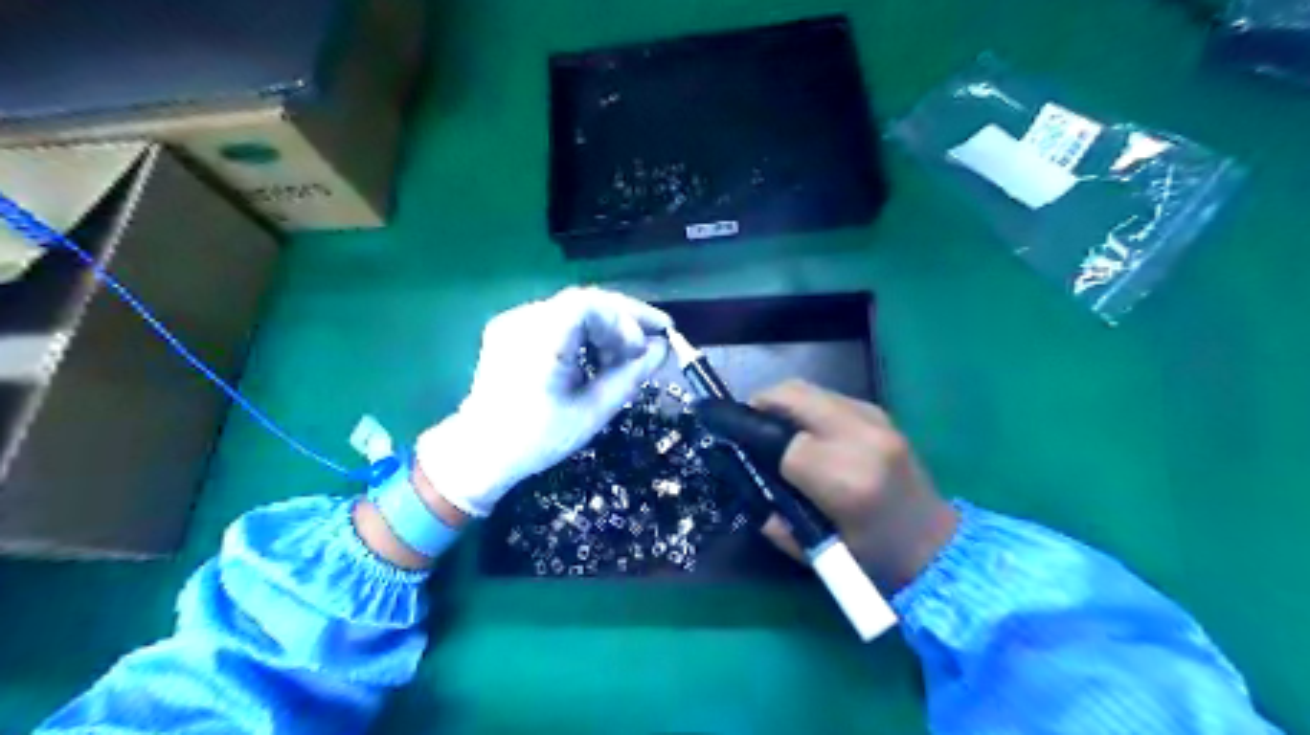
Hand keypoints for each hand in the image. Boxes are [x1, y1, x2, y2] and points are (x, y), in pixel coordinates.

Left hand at [416, 287, 670, 514]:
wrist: (480, 452)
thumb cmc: (537, 439)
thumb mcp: (592, 411)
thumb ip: (630, 376)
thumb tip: (661, 350)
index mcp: (540, 340)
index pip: (590, 305)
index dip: (628, 318)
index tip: (654, 340)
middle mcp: (523, 320)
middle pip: (584, 301)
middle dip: (624, 318)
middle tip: (655, 337)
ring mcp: (514, 322)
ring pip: (573, 308)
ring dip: (607, 324)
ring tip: (629, 352)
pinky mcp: (512, 329)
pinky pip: (558, 319)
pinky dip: (586, 330)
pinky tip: (600, 352)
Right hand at [721, 383, 960, 594]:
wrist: (937, 547)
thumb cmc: (876, 560)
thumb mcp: (817, 550)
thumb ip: (775, 517)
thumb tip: (747, 481)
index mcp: (846, 480)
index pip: (784, 444)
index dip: (755, 442)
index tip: (736, 446)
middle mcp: (862, 440)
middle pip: (795, 396)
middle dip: (762, 402)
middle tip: (746, 423)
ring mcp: (876, 421)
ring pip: (812, 389)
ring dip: (784, 402)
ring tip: (771, 426)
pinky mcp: (883, 415)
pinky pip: (830, 397)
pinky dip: (807, 406)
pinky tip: (804, 430)